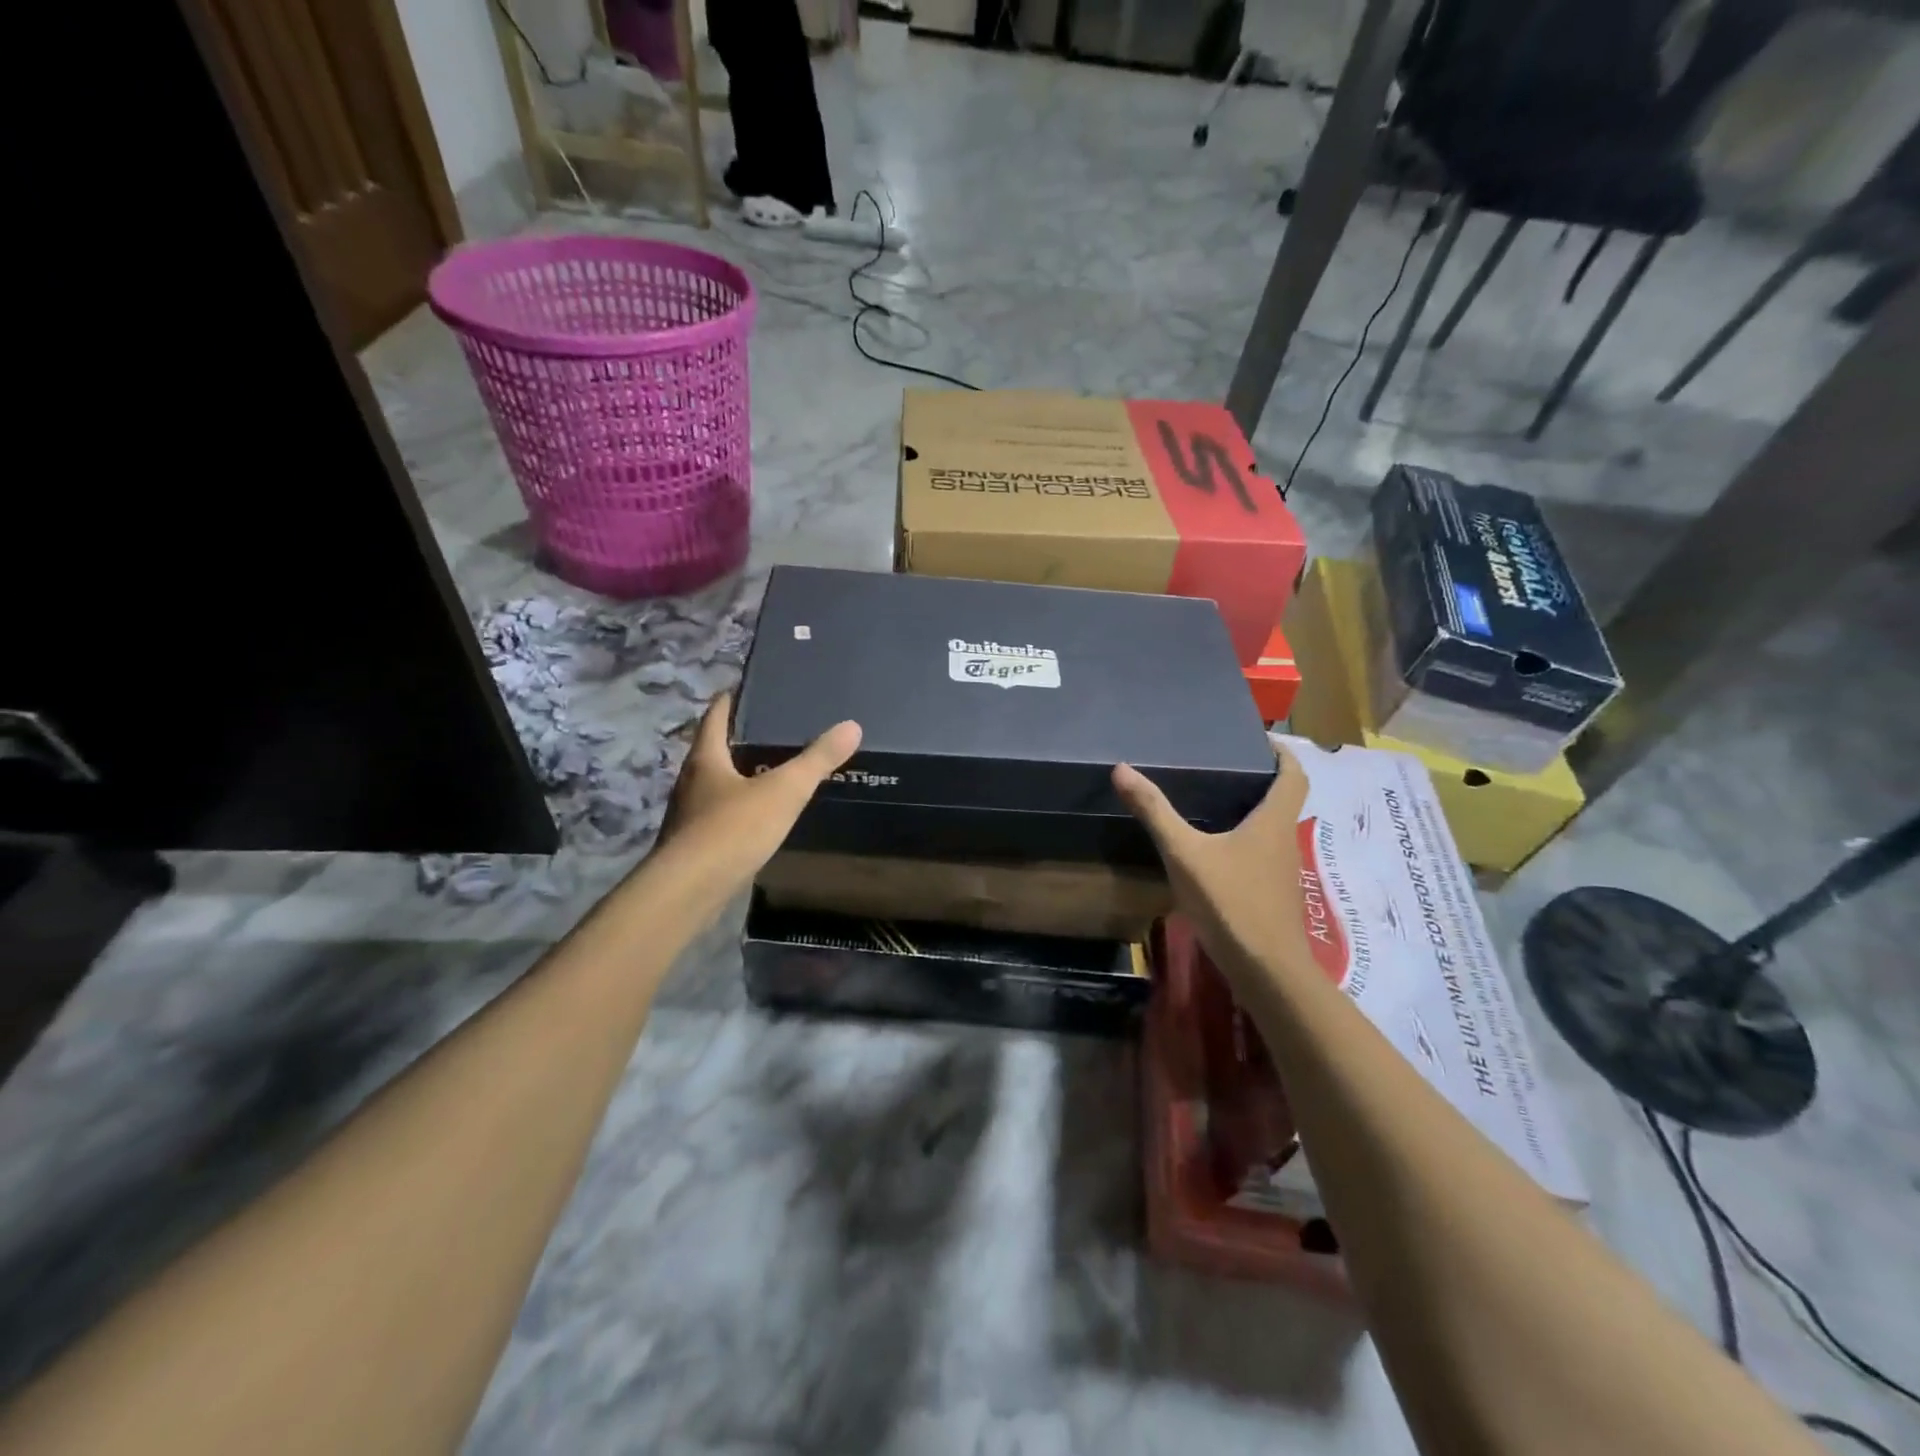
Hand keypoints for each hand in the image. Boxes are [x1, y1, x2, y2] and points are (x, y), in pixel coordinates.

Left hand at [656, 692, 861, 895]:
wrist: (690, 890)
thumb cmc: (733, 829)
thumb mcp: (784, 791)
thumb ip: (817, 760)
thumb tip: (852, 726)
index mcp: (706, 758)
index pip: (716, 715)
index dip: (731, 699)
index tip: (750, 688)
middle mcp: (691, 780)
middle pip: (713, 749)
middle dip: (739, 738)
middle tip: (773, 728)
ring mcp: (689, 814)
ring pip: (715, 783)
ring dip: (738, 774)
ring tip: (771, 769)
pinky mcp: (694, 843)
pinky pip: (719, 813)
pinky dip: (738, 806)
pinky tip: (759, 814)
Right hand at [1112, 742, 1312, 982]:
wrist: (1265, 970)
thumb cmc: (1231, 902)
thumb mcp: (1185, 853)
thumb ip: (1155, 812)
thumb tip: (1122, 769)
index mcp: (1273, 821)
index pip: (1294, 775)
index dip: (1282, 753)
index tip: (1260, 740)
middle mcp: (1284, 840)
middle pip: (1283, 800)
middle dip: (1260, 781)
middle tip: (1223, 766)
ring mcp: (1282, 872)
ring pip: (1271, 829)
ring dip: (1251, 812)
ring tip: (1213, 801)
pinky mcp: (1273, 895)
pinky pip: (1261, 855)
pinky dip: (1244, 842)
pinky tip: (1214, 850)